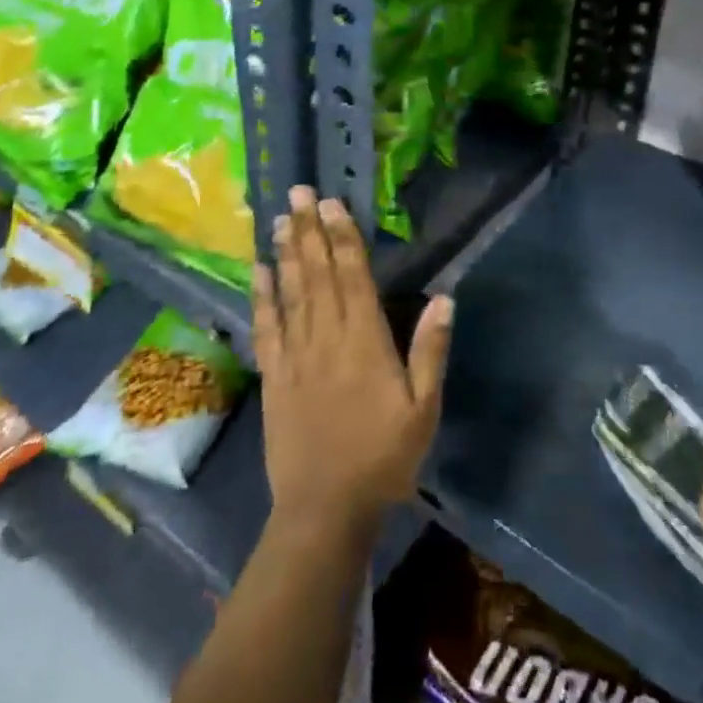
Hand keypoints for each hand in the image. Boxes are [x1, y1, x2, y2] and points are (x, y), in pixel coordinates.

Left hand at [252, 186, 453, 541]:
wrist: (325, 510)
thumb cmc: (383, 457)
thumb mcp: (423, 409)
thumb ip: (431, 351)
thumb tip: (444, 298)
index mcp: (365, 341)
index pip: (353, 276)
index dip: (342, 236)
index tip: (332, 202)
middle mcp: (327, 338)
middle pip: (317, 274)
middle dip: (309, 230)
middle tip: (298, 192)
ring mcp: (295, 356)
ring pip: (290, 292)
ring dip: (286, 252)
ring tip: (280, 218)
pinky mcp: (274, 377)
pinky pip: (266, 328)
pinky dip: (261, 296)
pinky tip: (257, 271)